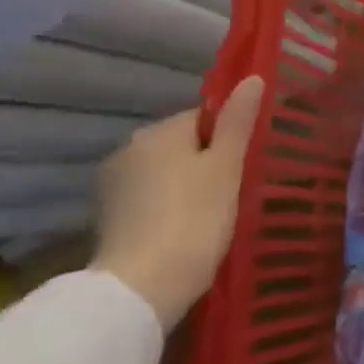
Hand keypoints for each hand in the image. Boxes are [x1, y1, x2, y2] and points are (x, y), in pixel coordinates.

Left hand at [91, 76, 263, 328]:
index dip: (230, 137)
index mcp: (158, 132)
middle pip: (182, 144)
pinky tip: (188, 229)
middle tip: (239, 189)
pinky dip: (170, 207)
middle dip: (208, 161)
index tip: (249, 164)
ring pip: (166, 173)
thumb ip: (238, 122)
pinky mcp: (109, 218)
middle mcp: (128, 149)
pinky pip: (151, 199)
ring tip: (216, 213)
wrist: (144, 286)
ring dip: (188, 185)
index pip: (203, 118)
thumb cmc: (195, 218)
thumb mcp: (226, 167)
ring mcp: (113, 185)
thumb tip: (253, 78)